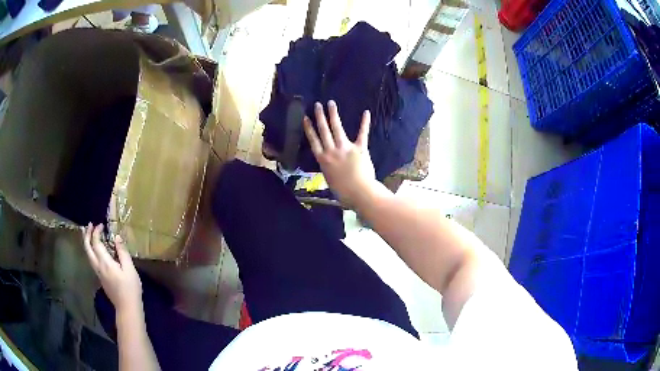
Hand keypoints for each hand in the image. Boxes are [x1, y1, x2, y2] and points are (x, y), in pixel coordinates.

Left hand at [83, 223, 141, 314]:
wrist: (127, 308)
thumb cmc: (130, 288)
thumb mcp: (130, 269)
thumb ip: (122, 252)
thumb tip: (117, 237)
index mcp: (105, 262)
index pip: (96, 243)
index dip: (96, 232)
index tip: (101, 225)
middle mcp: (98, 266)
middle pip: (87, 248)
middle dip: (87, 235)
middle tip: (89, 225)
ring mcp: (98, 273)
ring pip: (88, 255)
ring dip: (87, 243)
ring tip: (88, 234)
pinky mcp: (101, 279)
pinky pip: (92, 260)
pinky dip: (91, 251)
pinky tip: (95, 250)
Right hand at [303, 100, 377, 205]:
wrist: (359, 193)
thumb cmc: (343, 192)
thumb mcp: (330, 181)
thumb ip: (329, 169)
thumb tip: (329, 166)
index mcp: (323, 160)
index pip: (314, 141)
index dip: (309, 129)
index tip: (306, 118)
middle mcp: (332, 151)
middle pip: (323, 131)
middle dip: (319, 116)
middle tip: (317, 105)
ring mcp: (345, 148)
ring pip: (337, 128)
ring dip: (333, 115)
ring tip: (331, 103)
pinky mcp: (360, 149)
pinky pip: (362, 134)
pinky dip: (365, 123)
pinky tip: (366, 112)